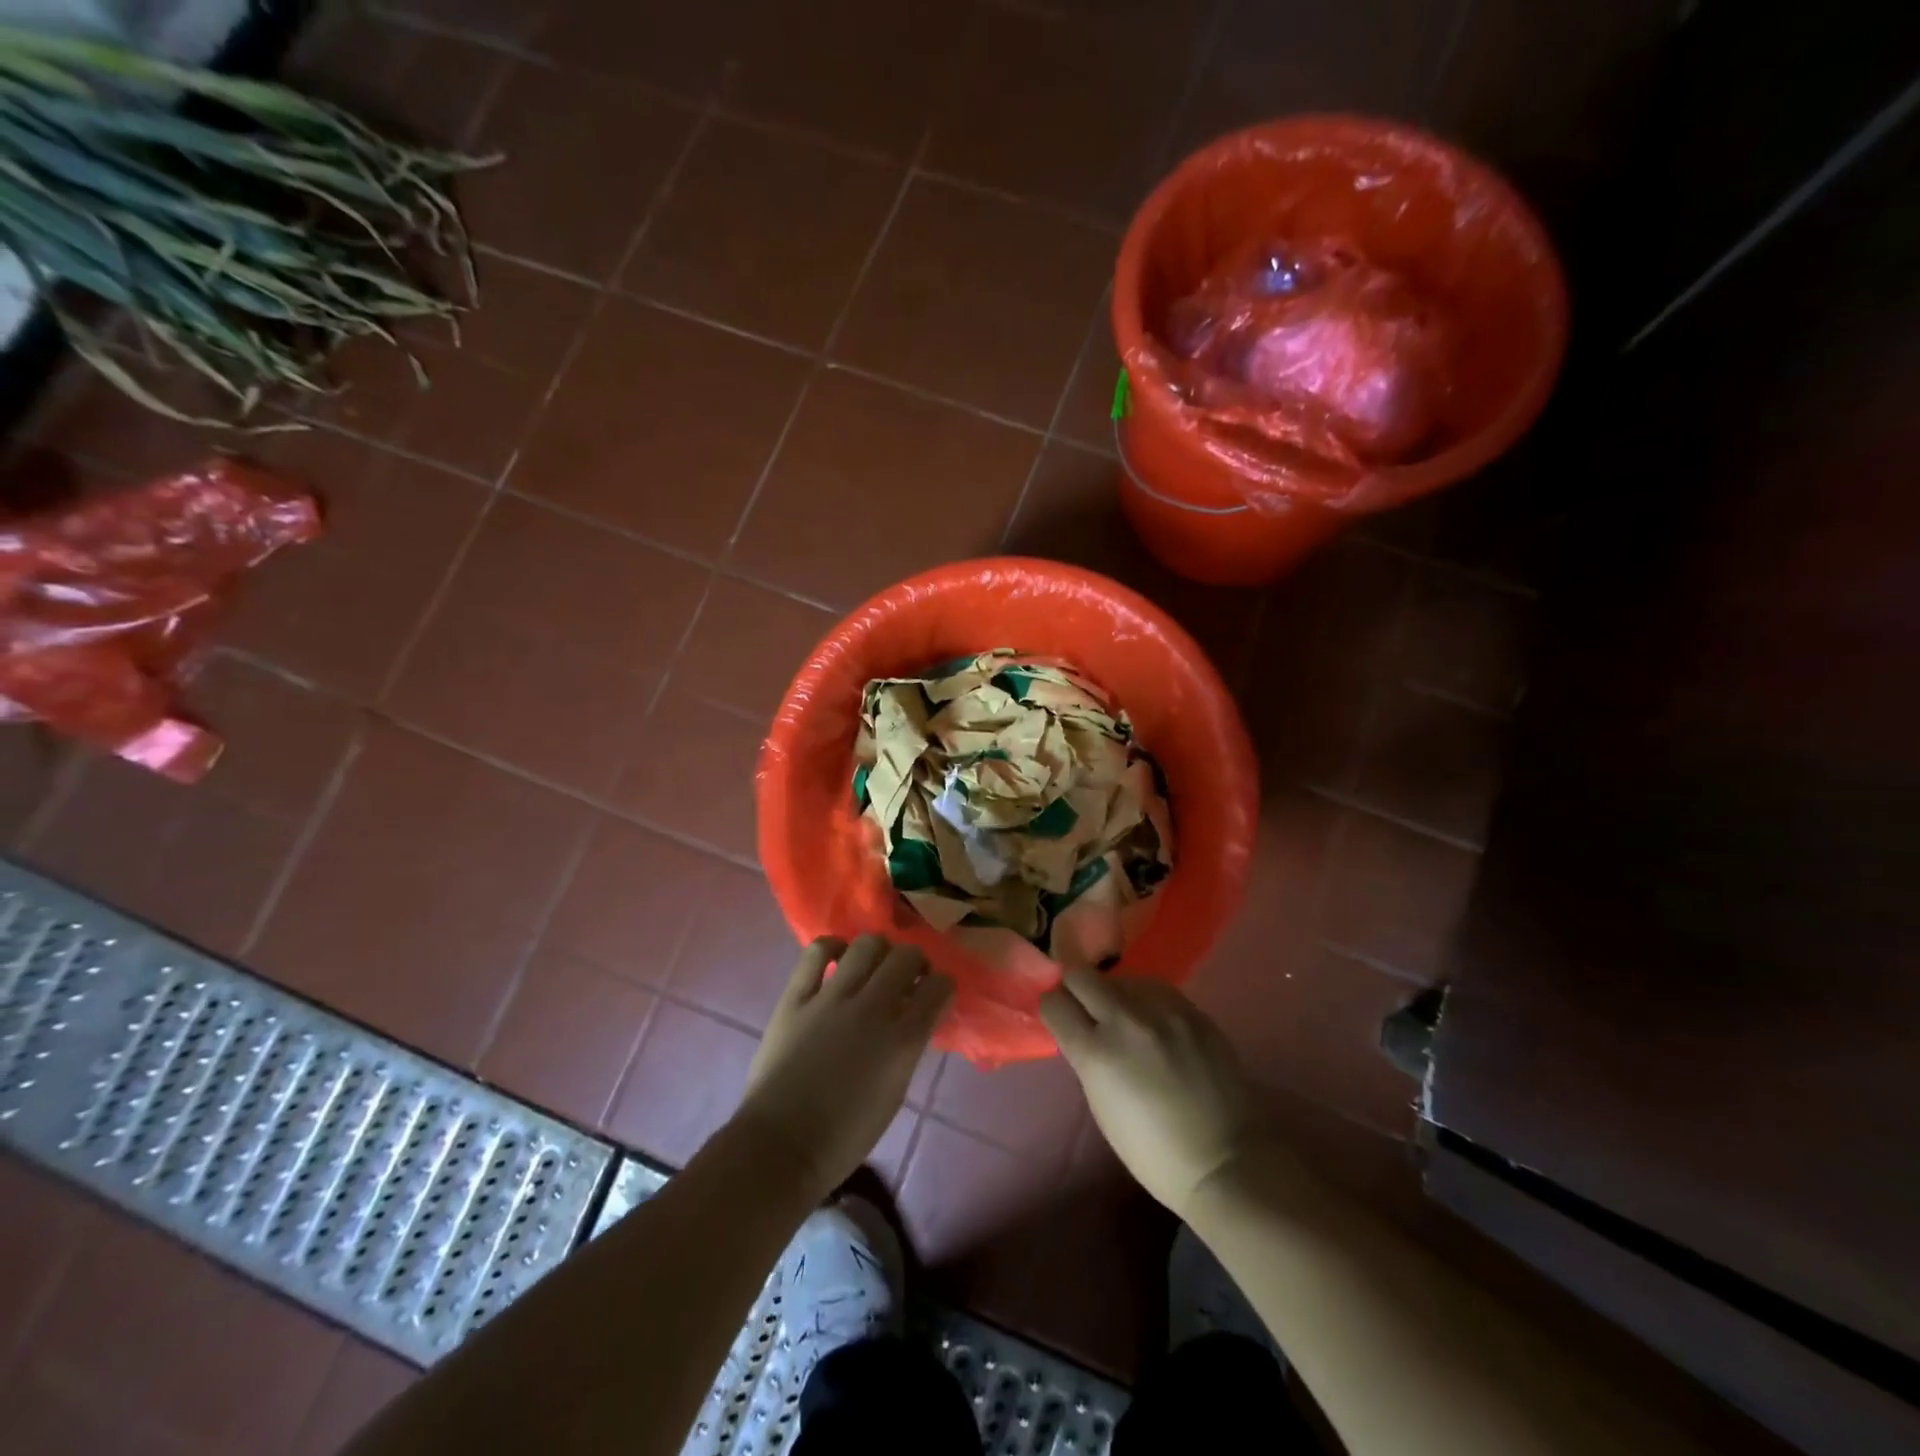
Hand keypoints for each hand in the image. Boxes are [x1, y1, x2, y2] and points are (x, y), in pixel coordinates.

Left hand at [735, 934, 952, 1201]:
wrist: (780, 1147)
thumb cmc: (843, 1136)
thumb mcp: (893, 1093)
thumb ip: (906, 1048)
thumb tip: (910, 1019)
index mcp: (903, 1040)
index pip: (939, 987)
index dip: (942, 985)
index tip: (935, 992)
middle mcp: (873, 1009)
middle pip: (907, 956)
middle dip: (915, 961)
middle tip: (907, 976)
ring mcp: (832, 998)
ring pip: (867, 944)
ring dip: (878, 950)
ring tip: (872, 965)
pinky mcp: (797, 997)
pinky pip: (817, 952)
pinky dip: (832, 947)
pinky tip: (838, 957)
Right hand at [1039, 969, 1264, 1219]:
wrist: (1224, 1159)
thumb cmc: (1153, 1150)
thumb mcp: (1101, 1105)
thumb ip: (1087, 1057)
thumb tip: (1081, 1030)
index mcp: (1096, 1052)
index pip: (1054, 1003)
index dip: (1052, 1007)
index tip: (1057, 1015)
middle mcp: (1125, 1020)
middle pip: (1081, 976)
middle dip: (1074, 989)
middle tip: (1083, 1008)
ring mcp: (1162, 1010)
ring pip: (1120, 977)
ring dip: (1113, 993)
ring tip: (1123, 1016)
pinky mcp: (1192, 1009)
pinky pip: (1154, 988)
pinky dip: (1145, 999)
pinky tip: (1153, 1020)